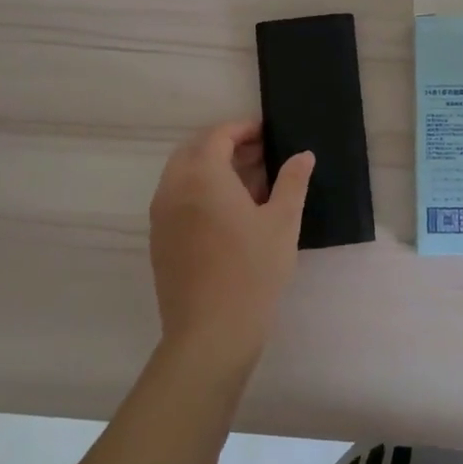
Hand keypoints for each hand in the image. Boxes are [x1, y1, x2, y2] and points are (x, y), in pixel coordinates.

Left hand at [148, 119, 313, 373]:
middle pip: (195, 150)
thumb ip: (293, 182)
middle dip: (226, 145)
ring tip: (252, 184)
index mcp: (202, 176)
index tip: (268, 134)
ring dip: (213, 168)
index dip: (244, 129)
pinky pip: (178, 199)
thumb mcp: (283, 222)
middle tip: (261, 155)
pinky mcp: (159, 241)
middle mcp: (174, 189)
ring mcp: (161, 216)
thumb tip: (302, 155)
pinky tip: (231, 213)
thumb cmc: (252, 271)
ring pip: (183, 174)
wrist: (210, 334)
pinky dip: (200, 191)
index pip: (218, 135)